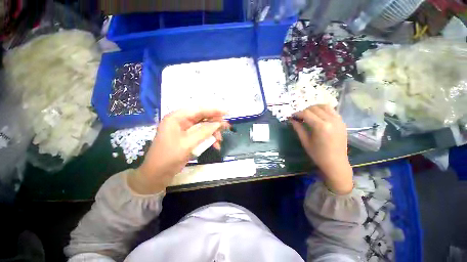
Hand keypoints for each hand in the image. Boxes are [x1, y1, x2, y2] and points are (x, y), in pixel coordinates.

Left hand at [129, 109, 228, 193]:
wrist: (156, 175)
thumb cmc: (169, 157)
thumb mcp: (187, 144)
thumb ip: (204, 132)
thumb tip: (218, 123)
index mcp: (177, 118)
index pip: (198, 110)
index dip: (213, 110)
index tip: (226, 111)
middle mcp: (180, 121)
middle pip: (202, 117)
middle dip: (215, 123)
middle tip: (227, 126)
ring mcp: (184, 130)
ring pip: (203, 127)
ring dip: (212, 133)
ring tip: (220, 140)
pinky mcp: (187, 138)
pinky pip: (201, 135)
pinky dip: (208, 139)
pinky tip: (215, 145)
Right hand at [291, 105, 352, 193]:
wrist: (336, 162)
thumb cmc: (318, 154)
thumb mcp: (305, 141)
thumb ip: (298, 128)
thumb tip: (291, 119)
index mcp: (321, 126)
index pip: (306, 113)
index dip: (297, 113)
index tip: (292, 116)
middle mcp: (331, 120)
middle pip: (315, 108)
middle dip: (304, 110)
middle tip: (299, 117)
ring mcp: (338, 120)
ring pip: (324, 106)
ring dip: (314, 108)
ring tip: (308, 114)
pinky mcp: (342, 122)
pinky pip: (332, 110)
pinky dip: (323, 110)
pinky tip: (318, 116)